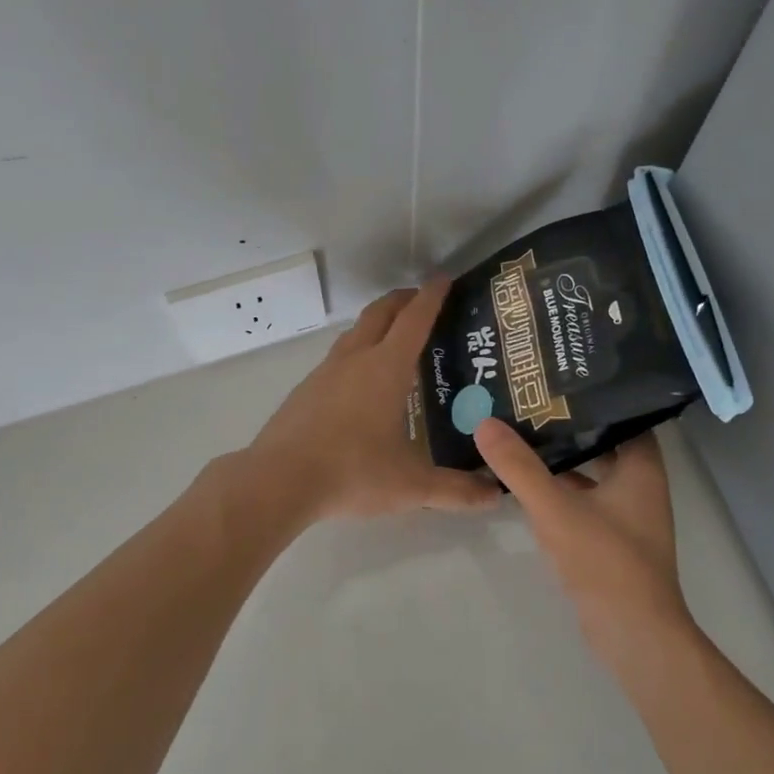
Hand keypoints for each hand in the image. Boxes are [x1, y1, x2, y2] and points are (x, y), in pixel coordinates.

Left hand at [246, 279, 501, 522]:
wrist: (279, 481)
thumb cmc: (353, 472)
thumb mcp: (411, 486)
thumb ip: (456, 490)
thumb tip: (495, 495)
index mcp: (386, 369)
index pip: (414, 320)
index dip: (432, 296)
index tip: (444, 279)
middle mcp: (355, 359)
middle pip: (380, 313)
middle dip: (402, 300)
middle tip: (421, 300)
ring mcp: (325, 372)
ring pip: (355, 333)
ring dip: (376, 324)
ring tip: (394, 339)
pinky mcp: (305, 390)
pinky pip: (337, 358)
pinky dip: (356, 352)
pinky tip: (359, 381)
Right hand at [473, 419, 692, 661]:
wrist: (633, 635)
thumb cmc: (605, 561)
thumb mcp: (555, 508)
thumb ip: (519, 466)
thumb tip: (484, 422)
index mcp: (641, 468)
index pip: (623, 414)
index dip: (594, 395)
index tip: (556, 378)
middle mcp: (640, 485)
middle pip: (604, 441)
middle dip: (569, 423)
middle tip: (528, 401)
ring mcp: (627, 514)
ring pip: (592, 471)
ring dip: (563, 456)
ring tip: (521, 433)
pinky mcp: (611, 539)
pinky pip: (584, 498)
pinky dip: (561, 488)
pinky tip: (528, 483)